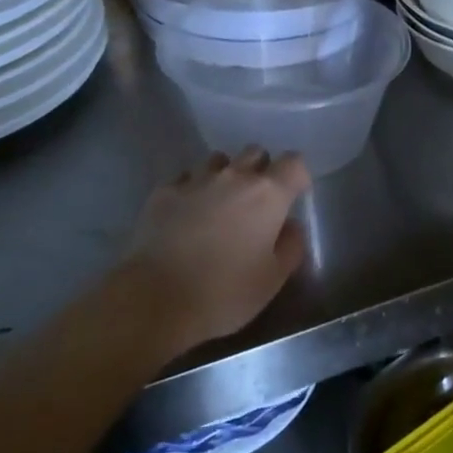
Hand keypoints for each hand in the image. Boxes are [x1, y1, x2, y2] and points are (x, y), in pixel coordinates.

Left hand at [121, 147, 311, 353]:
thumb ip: (291, 246)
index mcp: (267, 194)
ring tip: (219, 205)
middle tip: (256, 203)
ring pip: (218, 161)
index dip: (297, 176)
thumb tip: (290, 226)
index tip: (293, 197)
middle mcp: (233, 177)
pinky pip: (186, 178)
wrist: (155, 299)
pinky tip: (186, 216)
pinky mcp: (163, 192)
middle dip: (260, 170)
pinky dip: (192, 190)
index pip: (294, 162)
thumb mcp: (273, 280)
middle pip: (255, 152)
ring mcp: (195, 180)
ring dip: (225, 176)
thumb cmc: (224, 293)